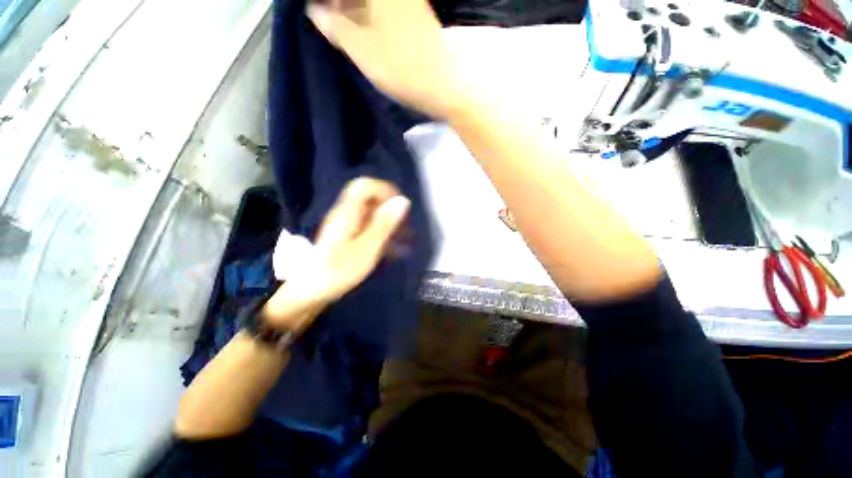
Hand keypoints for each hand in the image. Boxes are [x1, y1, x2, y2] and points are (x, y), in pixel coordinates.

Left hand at [264, 178, 409, 328]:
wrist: (311, 293)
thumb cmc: (338, 271)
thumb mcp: (367, 248)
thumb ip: (384, 224)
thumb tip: (403, 201)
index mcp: (348, 212)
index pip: (365, 185)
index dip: (384, 190)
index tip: (400, 207)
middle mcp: (347, 214)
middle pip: (371, 200)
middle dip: (391, 211)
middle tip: (405, 229)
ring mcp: (347, 226)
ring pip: (372, 215)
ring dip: (390, 225)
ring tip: (404, 241)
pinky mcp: (348, 238)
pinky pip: (369, 229)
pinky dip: (383, 235)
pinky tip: (393, 251)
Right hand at [307, 0, 467, 118]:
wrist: (444, 88)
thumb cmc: (401, 67)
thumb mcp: (361, 49)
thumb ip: (334, 26)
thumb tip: (314, 11)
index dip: (328, 3)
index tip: (316, 11)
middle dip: (339, 4)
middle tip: (324, 17)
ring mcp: (410, 3)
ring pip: (373, 1)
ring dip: (352, 8)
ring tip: (338, 26)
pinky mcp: (417, 17)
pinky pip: (386, 9)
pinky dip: (369, 15)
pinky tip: (360, 30)